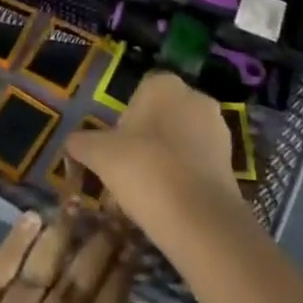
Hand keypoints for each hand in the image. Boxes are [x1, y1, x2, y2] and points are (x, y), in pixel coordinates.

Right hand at [67, 70, 246, 246]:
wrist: (197, 217)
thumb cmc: (143, 169)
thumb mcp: (99, 154)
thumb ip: (82, 143)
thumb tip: (70, 142)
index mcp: (164, 84)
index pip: (138, 94)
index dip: (125, 122)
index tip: (115, 149)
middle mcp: (195, 97)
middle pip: (161, 116)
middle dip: (147, 139)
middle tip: (129, 170)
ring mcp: (218, 129)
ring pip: (182, 140)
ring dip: (167, 158)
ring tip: (149, 191)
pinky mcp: (232, 161)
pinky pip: (198, 162)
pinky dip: (185, 176)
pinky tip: (171, 202)